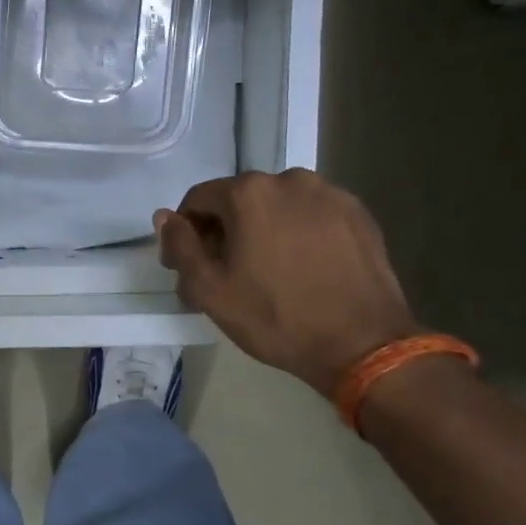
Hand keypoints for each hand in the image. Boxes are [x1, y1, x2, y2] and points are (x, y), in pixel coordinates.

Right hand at [155, 169, 416, 395]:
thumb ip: (180, 247)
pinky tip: (301, 269)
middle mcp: (290, 180)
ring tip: (266, 273)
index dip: (185, 232)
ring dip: (261, 231)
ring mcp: (330, 194)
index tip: (187, 267)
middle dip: (224, 232)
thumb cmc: (275, 318)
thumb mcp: (210, 290)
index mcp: (249, 194)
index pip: (198, 200)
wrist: (362, 344)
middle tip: (224, 275)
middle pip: (239, 200)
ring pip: (277, 207)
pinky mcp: (358, 214)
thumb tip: (164, 218)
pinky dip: (297, 234)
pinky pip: (311, 216)